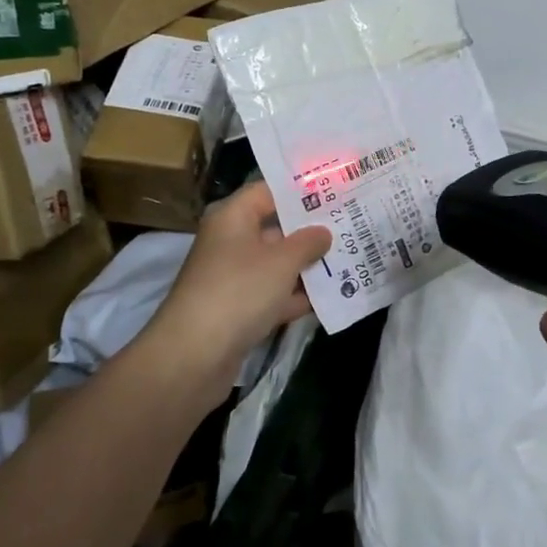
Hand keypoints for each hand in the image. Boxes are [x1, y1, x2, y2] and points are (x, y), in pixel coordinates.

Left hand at [139, 181, 332, 405]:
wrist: (194, 357)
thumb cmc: (239, 292)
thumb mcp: (281, 262)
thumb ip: (308, 242)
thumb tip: (323, 232)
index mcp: (232, 218)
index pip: (268, 191)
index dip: (300, 190)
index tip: (335, 189)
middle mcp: (230, 242)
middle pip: (275, 228)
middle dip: (311, 230)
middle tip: (352, 224)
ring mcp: (233, 278)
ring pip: (277, 264)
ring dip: (308, 265)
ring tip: (352, 258)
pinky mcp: (238, 310)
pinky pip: (274, 295)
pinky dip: (297, 296)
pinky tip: (332, 297)